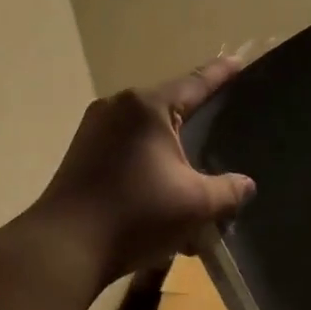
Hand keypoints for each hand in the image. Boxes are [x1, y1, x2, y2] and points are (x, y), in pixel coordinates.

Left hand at [31, 56, 255, 281]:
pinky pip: (128, 151)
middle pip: (170, 108)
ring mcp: (94, 130)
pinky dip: (151, 167)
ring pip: (148, 135)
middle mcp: (117, 108)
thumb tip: (245, 185)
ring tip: (196, 174)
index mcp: (147, 107)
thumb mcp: (196, 204)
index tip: (239, 61)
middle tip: (224, 126)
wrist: (64, 248)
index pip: (195, 83)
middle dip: (197, 122)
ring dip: (173, 155)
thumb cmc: (136, 215)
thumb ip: (228, 191)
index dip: (221, 74)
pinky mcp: (82, 155)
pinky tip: (165, 196)